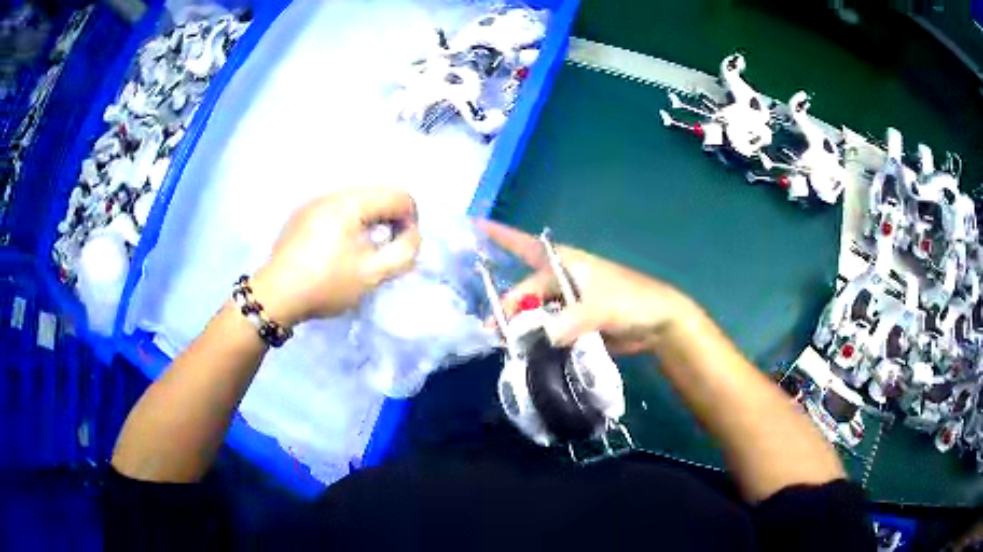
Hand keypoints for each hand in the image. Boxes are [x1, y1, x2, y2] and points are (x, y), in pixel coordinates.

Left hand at [250, 188, 420, 326]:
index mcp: (351, 202)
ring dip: (370, 222)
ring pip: (356, 203)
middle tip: (386, 251)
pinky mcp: (301, 216)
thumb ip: (403, 252)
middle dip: (390, 220)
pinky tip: (339, 249)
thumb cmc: (325, 284)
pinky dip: (349, 224)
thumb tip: (412, 235)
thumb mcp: (372, 274)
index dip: (410, 221)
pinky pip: (335, 210)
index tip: (403, 248)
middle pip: (377, 195)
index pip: (398, 196)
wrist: (275, 296)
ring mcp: (313, 203)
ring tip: (364, 251)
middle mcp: (332, 194)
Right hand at [481, 220, 694, 354]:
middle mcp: (560, 280)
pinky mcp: (572, 324)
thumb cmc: (630, 300)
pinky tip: (524, 351)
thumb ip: (566, 323)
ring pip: (532, 312)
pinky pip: (545, 329)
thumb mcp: (599, 307)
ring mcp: (565, 303)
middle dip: (506, 307)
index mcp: (563, 262)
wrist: (657, 322)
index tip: (471, 224)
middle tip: (494, 331)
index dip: (498, 236)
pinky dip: (534, 339)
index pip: (523, 247)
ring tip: (506, 346)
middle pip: (523, 290)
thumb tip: (533, 339)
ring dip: (519, 327)